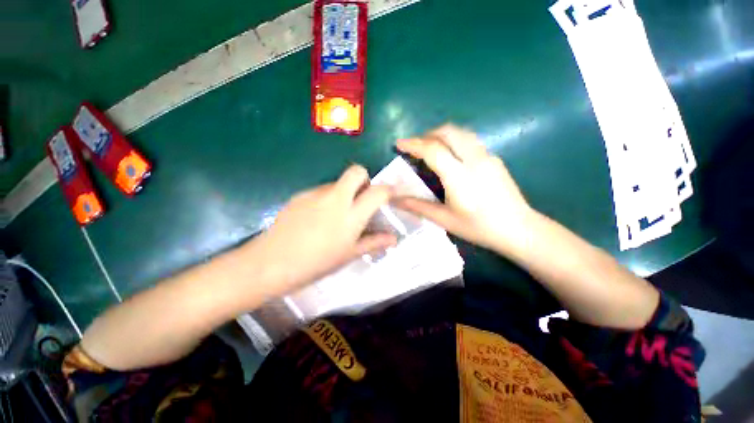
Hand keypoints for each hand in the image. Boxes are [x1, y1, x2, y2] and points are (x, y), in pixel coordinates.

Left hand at [248, 165, 396, 295]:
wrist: (271, 262)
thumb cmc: (316, 263)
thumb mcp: (348, 254)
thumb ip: (373, 242)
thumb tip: (393, 239)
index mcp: (351, 215)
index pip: (378, 192)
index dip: (389, 190)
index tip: (391, 196)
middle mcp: (336, 198)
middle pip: (356, 171)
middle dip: (365, 179)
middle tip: (362, 198)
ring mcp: (316, 193)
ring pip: (338, 181)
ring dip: (345, 191)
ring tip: (337, 215)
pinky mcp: (300, 194)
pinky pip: (321, 190)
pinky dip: (328, 198)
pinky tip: (318, 218)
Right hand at [395, 124, 534, 252]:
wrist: (519, 229)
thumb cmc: (479, 227)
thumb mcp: (445, 219)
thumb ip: (418, 206)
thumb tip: (394, 199)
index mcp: (459, 176)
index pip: (433, 150)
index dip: (413, 144)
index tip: (399, 144)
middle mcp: (474, 160)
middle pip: (448, 132)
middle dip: (427, 134)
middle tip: (414, 146)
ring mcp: (487, 156)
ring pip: (461, 133)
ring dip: (441, 135)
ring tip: (429, 147)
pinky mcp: (494, 158)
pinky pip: (469, 140)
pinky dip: (453, 140)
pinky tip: (449, 156)